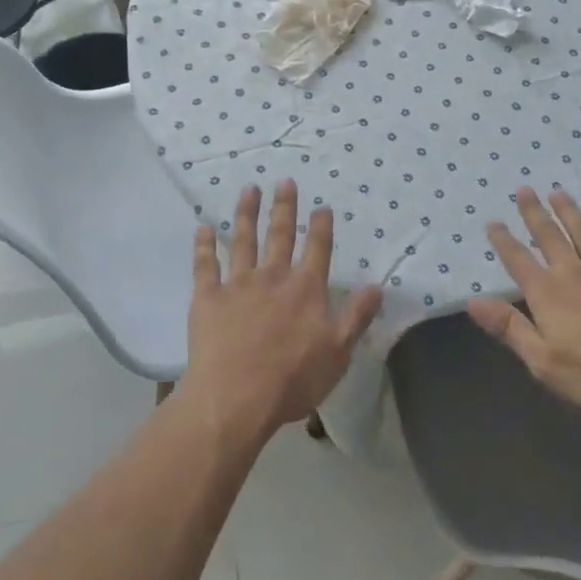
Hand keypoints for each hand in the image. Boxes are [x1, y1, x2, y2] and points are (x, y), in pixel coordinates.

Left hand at [185, 181, 383, 441]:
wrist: (236, 398)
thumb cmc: (292, 380)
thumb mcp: (338, 353)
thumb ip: (357, 316)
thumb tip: (377, 286)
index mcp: (305, 289)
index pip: (317, 248)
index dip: (321, 226)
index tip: (322, 205)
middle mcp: (273, 276)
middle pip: (280, 235)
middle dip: (284, 206)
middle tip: (284, 181)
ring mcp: (238, 284)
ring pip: (243, 240)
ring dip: (247, 213)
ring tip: (249, 189)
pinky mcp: (208, 298)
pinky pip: (205, 265)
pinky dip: (204, 245)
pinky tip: (203, 228)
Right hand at [468, 187, 580, 419]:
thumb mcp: (543, 362)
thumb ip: (509, 327)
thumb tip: (472, 301)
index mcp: (547, 293)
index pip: (518, 259)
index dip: (503, 240)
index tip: (493, 221)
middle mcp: (573, 273)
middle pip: (549, 235)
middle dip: (534, 212)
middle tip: (525, 188)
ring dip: (569, 211)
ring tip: (558, 193)